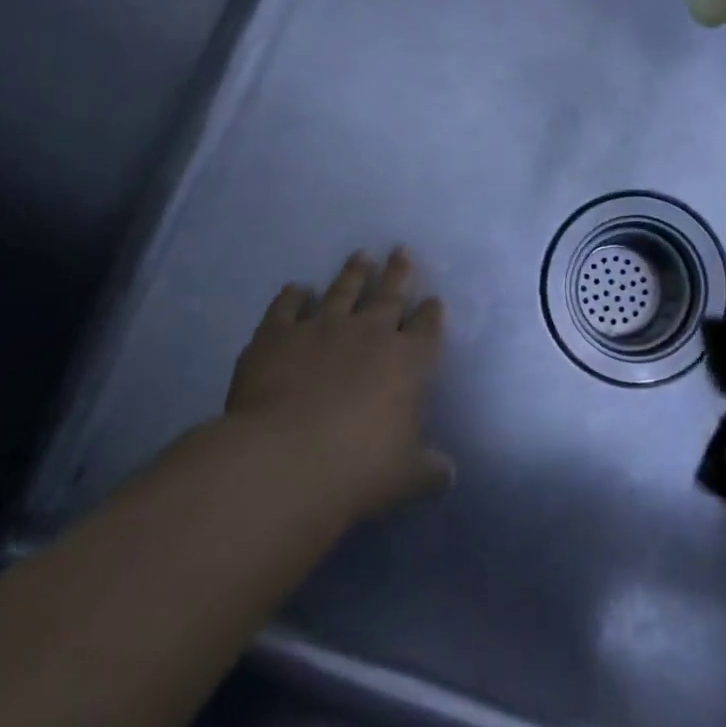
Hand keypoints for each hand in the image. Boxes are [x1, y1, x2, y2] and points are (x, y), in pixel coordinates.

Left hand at [223, 249, 453, 519]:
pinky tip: (295, 288)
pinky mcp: (277, 335)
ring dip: (353, 273)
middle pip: (389, 295)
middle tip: (401, 250)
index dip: (432, 313)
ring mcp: (321, 328)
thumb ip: (431, 470)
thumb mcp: (409, 476)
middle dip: (398, 273)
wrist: (287, 459)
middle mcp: (369, 334)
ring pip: (342, 290)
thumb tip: (449, 475)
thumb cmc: (361, 468)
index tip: (434, 299)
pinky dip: (292, 296)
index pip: (426, 328)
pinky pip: (286, 307)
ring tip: (361, 256)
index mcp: (408, 362)